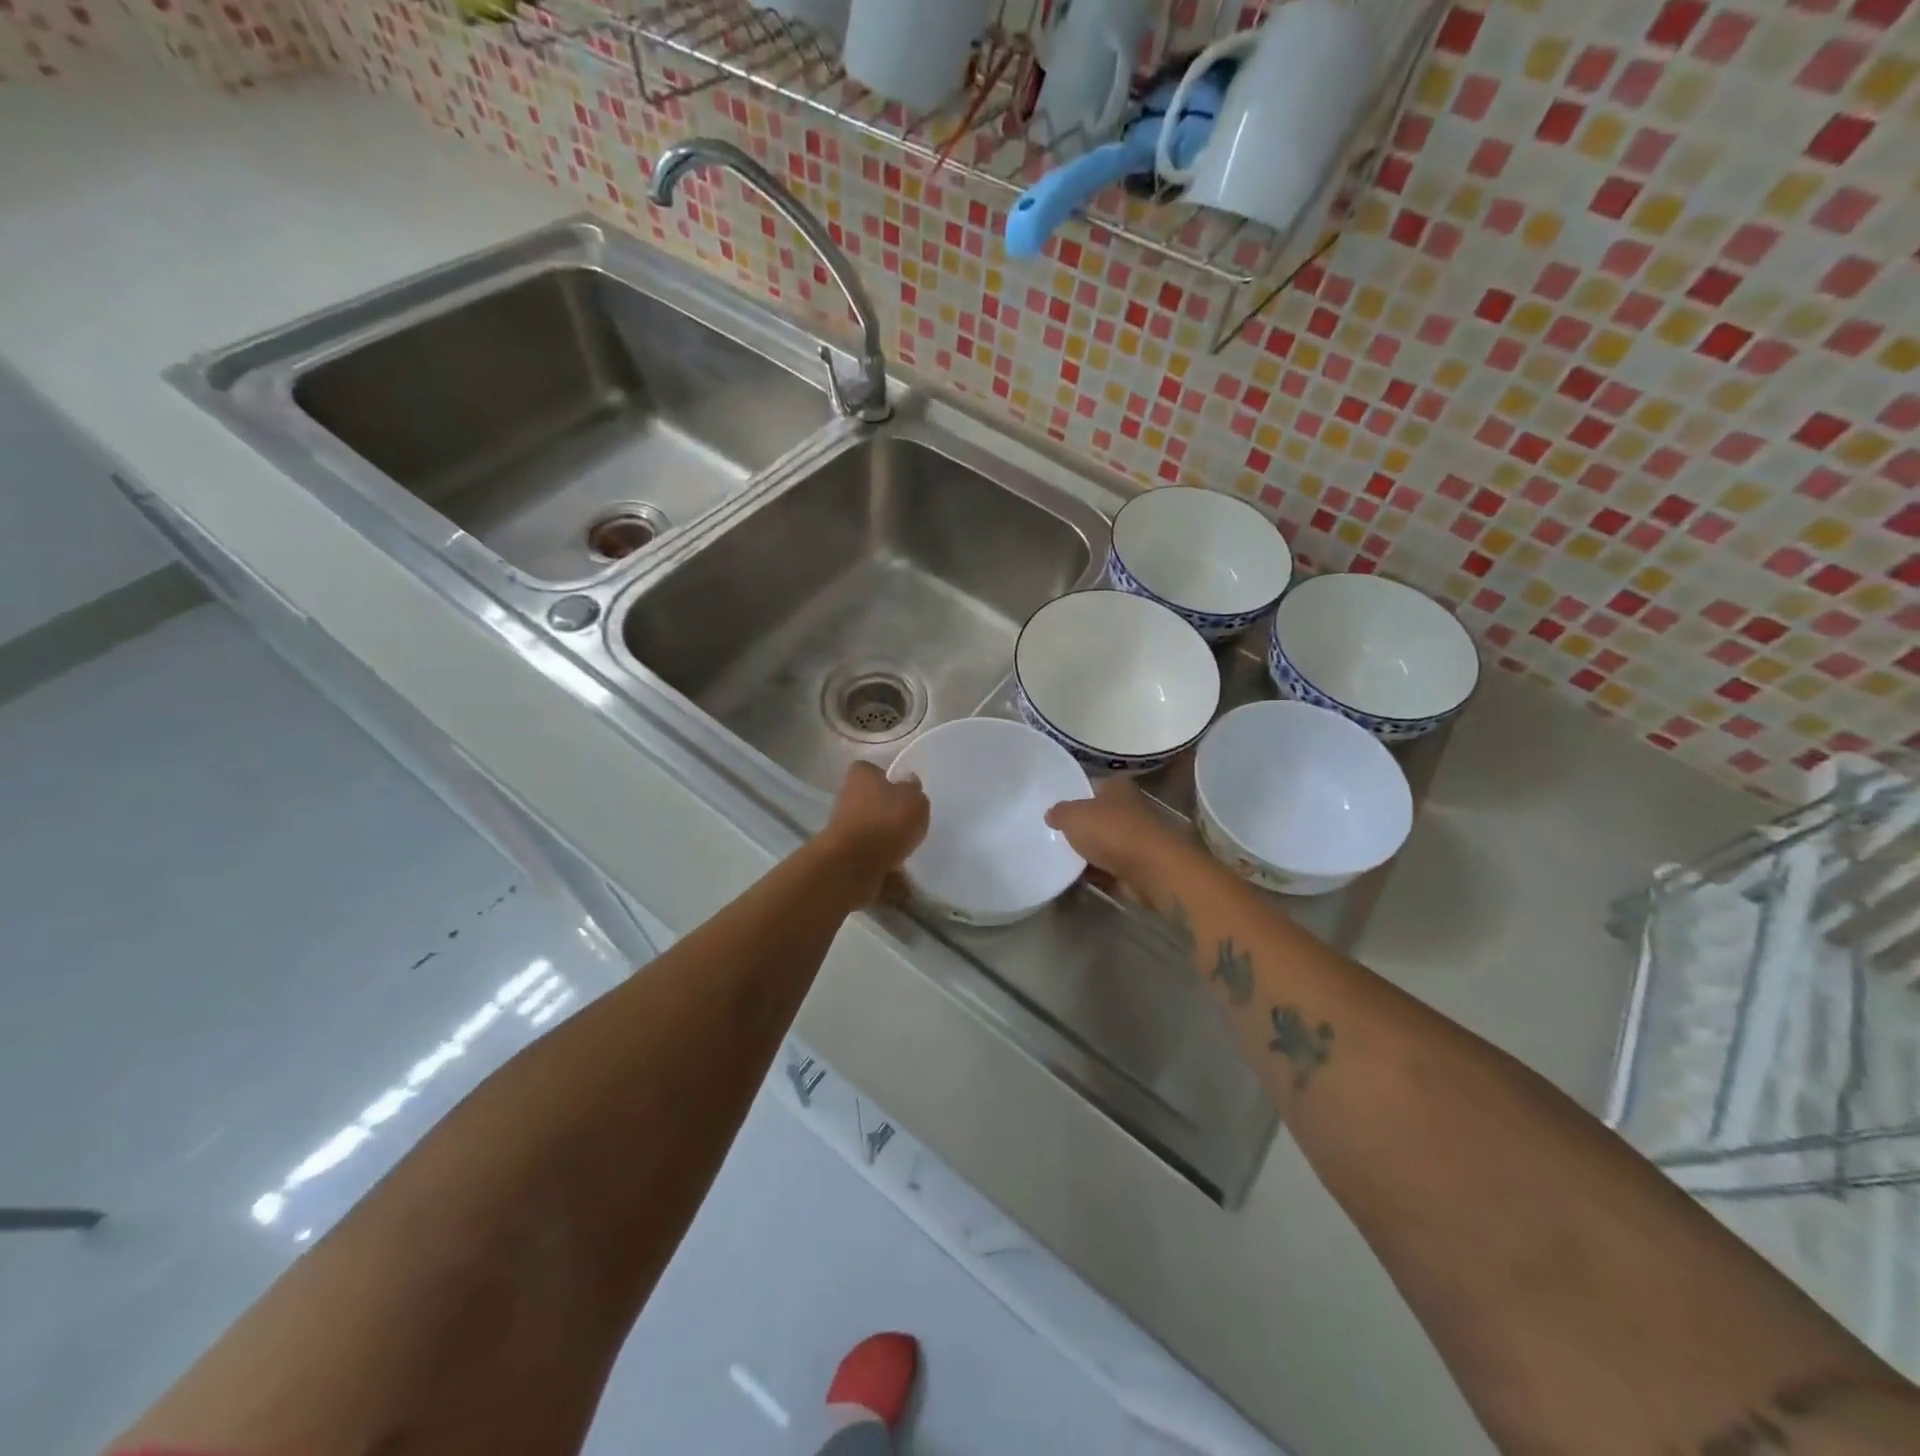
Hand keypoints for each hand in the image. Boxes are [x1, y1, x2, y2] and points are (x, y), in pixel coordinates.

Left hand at [820, 760, 930, 898]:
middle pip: (869, 800)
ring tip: (906, 852)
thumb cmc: (886, 821)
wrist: (853, 864)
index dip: (886, 778)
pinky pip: (868, 856)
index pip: (870, 769)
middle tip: (908, 822)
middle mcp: (847, 797)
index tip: (901, 791)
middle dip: (886, 812)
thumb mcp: (914, 800)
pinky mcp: (843, 854)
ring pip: (869, 830)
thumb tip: (908, 783)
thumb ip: (913, 790)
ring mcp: (842, 828)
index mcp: (861, 776)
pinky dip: (881, 864)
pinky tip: (897, 873)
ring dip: (884, 840)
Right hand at [1045, 776, 1186, 894]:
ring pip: (1104, 844)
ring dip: (1087, 853)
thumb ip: (1059, 812)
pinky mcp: (1139, 867)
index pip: (1092, 785)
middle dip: (1080, 826)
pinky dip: (1095, 873)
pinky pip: (1109, 869)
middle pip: (1098, 816)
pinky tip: (1074, 878)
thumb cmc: (1113, 831)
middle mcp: (1130, 809)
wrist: (1153, 870)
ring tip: (1058, 859)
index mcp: (1117, 787)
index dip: (1073, 795)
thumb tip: (1052, 814)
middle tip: (1052, 835)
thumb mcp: (1073, 816)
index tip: (1054, 808)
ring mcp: (1137, 839)